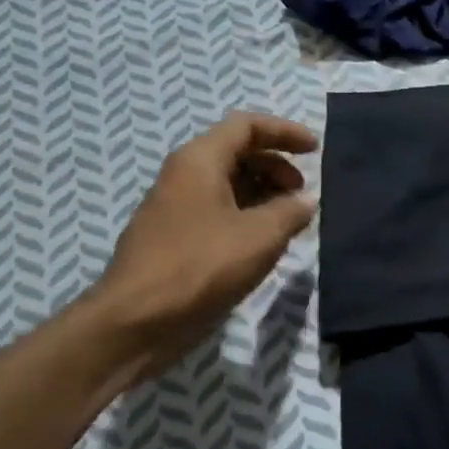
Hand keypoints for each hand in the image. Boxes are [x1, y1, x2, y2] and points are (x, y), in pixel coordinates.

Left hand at [89, 112, 318, 373]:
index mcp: (199, 161)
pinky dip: (246, 215)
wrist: (134, 323)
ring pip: (227, 183)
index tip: (314, 151)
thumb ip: (291, 211)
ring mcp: (174, 207)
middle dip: (276, 166)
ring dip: (263, 193)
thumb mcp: (260, 236)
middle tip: (301, 193)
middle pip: (237, 152)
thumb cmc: (200, 267)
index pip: (246, 125)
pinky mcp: (173, 237)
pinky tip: (263, 243)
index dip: (285, 132)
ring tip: (288, 221)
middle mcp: (183, 175)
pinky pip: (217, 210)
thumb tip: (306, 201)